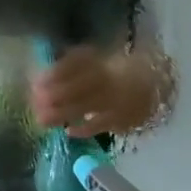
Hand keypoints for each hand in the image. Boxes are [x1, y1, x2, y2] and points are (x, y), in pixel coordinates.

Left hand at [32, 47, 152, 136]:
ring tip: (42, 119)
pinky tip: (68, 130)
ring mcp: (117, 98)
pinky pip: (101, 124)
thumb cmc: (117, 72)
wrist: (155, 86)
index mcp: (101, 59)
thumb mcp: (97, 60)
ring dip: (61, 113)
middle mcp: (110, 77)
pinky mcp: (123, 117)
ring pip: (86, 106)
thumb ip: (73, 63)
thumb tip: (42, 73)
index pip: (77, 62)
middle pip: (79, 85)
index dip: (56, 72)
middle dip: (54, 94)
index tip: (36, 81)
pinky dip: (84, 128)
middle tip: (35, 103)